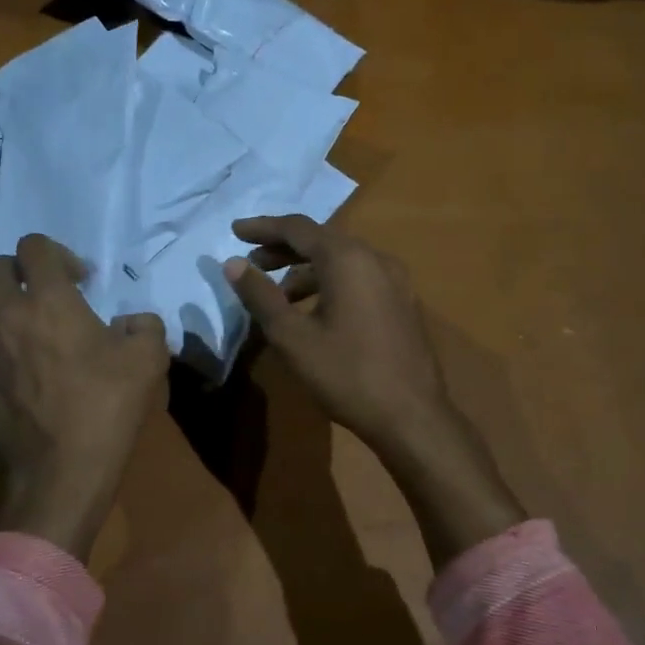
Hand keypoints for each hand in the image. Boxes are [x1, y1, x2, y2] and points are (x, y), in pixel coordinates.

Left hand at [0, 235, 169, 559]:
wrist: (65, 471)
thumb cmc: (108, 407)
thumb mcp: (150, 359)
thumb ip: (145, 326)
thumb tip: (132, 323)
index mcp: (49, 300)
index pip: (34, 246)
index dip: (58, 254)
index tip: (81, 282)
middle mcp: (7, 316)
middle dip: (20, 272)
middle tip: (46, 297)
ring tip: (19, 327)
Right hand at [221, 215, 450, 452]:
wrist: (411, 416)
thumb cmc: (346, 373)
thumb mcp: (292, 337)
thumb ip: (260, 296)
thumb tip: (233, 264)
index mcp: (347, 258)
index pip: (298, 228)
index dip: (263, 228)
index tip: (234, 231)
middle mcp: (375, 258)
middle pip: (322, 240)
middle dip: (283, 249)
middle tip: (251, 262)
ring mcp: (395, 280)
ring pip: (341, 261)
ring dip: (306, 270)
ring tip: (278, 294)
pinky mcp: (402, 302)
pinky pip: (359, 278)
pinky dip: (330, 283)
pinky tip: (314, 311)